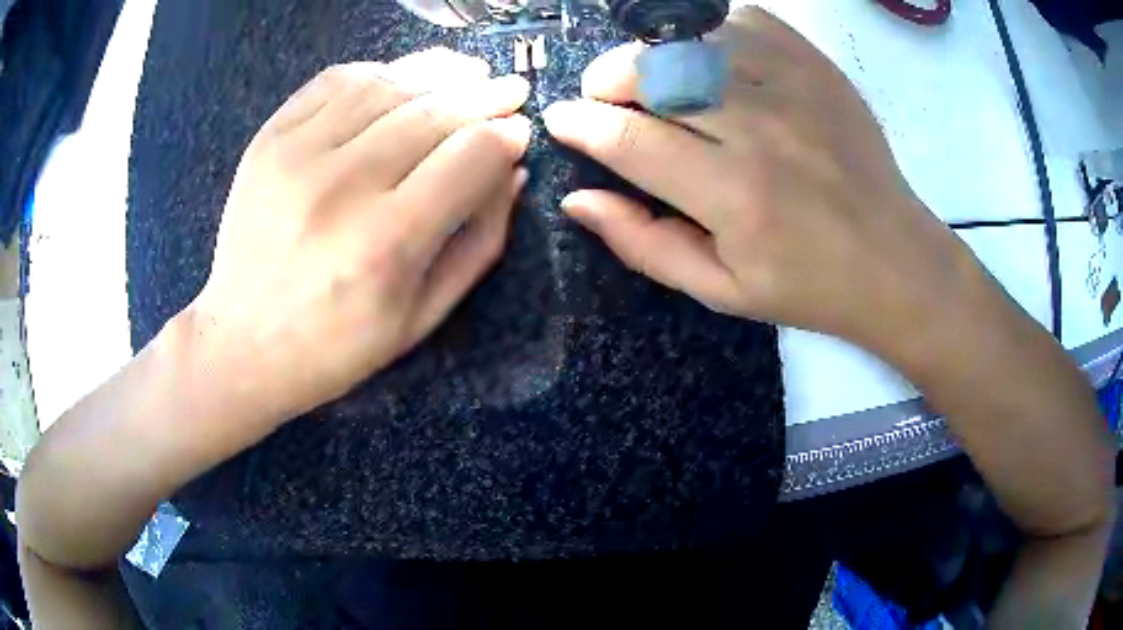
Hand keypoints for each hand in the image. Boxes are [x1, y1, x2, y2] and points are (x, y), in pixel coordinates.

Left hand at [188, 48, 531, 423]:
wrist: (244, 343)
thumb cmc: (339, 344)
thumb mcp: (424, 316)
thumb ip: (479, 240)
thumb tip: (512, 171)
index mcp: (388, 242)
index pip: (471, 154)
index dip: (507, 135)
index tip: (520, 132)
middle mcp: (343, 187)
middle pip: (435, 110)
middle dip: (486, 94)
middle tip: (510, 89)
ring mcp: (298, 155)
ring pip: (388, 84)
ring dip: (439, 71)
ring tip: (467, 71)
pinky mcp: (269, 140)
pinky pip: (335, 81)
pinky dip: (379, 70)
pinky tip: (401, 77)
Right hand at [544, 8, 981, 358]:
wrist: (893, 259)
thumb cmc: (807, 285)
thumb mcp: (720, 290)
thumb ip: (643, 244)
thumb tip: (577, 200)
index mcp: (733, 196)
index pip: (628, 140)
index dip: (580, 125)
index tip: (562, 121)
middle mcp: (760, 130)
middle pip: (653, 73)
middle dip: (608, 82)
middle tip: (606, 100)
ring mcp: (792, 88)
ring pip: (691, 41)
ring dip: (653, 56)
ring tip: (653, 80)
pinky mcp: (816, 67)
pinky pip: (743, 21)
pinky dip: (710, 32)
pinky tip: (708, 59)